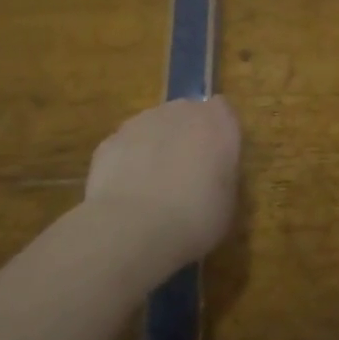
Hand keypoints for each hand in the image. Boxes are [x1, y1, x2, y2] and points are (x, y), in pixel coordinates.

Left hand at [83, 97, 240, 273]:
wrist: (134, 228)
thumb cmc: (195, 219)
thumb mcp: (228, 202)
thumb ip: (222, 174)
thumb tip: (211, 174)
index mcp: (218, 123)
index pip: (222, 110)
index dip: (218, 133)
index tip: (216, 159)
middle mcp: (181, 111)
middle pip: (186, 114)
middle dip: (186, 136)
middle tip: (186, 174)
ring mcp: (142, 121)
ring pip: (153, 128)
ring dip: (155, 147)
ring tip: (152, 188)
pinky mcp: (110, 139)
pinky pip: (126, 147)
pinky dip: (127, 163)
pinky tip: (127, 194)